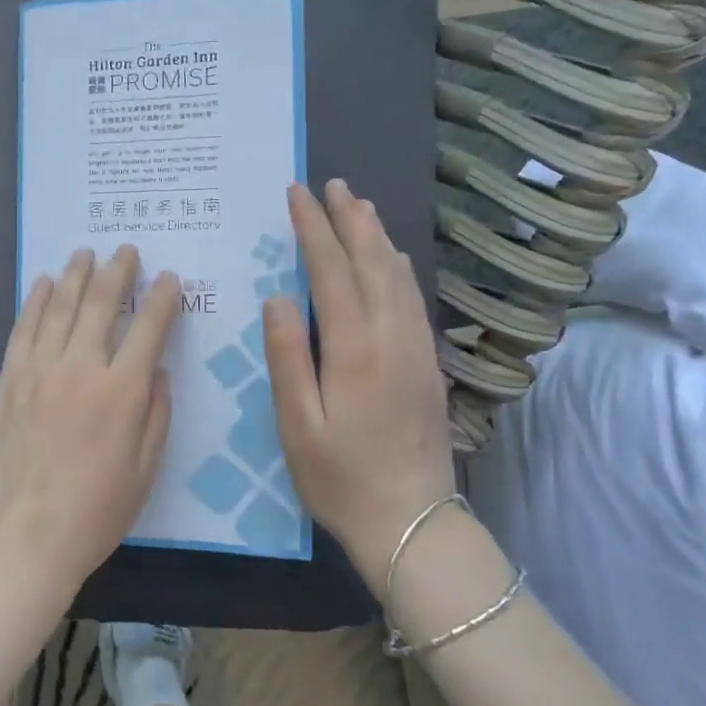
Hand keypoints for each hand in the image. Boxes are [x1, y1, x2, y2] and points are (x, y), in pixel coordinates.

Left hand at [0, 246, 179, 615]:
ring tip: (86, 252)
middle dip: (118, 272)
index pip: (149, 328)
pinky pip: (24, 328)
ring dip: (76, 275)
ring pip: (60, 307)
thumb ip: (156, 415)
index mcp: (122, 391)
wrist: (23, 536)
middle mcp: (81, 368)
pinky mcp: (11, 379)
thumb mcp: (145, 470)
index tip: (170, 278)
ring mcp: (40, 370)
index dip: (162, 298)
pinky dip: (36, 300)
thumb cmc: (94, 512)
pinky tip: (44, 283)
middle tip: (127, 250)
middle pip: (101, 304)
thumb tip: (158, 371)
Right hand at [263, 179, 457, 582]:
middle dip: (350, 219)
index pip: (331, 270)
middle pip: (372, 261)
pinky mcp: (426, 363)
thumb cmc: (341, 477)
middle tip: (333, 184)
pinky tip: (390, 260)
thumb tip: (278, 297)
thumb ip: (288, 357)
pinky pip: (411, 297)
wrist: (413, 521)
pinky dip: (396, 266)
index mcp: (354, 347)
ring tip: (359, 207)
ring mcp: (415, 348)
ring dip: (376, 236)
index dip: (313, 228)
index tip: (298, 194)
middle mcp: (391, 335)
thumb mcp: (297, 424)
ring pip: (398, 275)